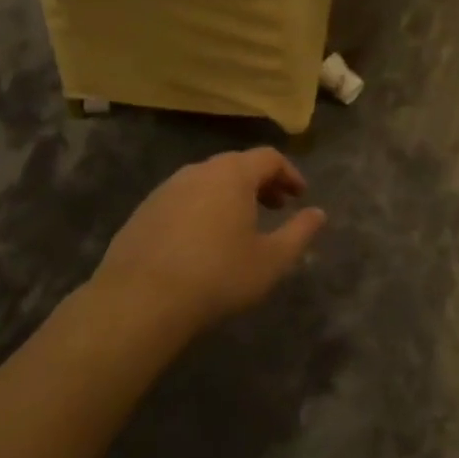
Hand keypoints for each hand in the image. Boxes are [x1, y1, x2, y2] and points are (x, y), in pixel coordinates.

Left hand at [89, 147, 325, 334]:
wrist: (140, 300)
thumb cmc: (218, 275)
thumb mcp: (272, 260)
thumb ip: (300, 232)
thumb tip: (318, 213)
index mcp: (232, 174)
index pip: (269, 157)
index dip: (289, 174)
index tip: (300, 197)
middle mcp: (198, 171)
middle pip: (237, 165)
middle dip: (261, 183)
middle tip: (276, 207)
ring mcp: (166, 189)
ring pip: (208, 181)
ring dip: (230, 195)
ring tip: (241, 224)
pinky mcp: (143, 211)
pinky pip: (183, 199)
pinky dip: (202, 208)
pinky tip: (203, 241)